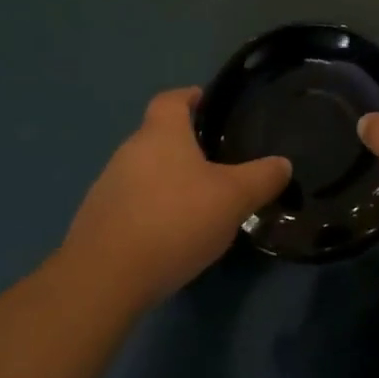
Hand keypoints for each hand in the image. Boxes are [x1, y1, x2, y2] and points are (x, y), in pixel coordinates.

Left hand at [58, 88, 290, 305]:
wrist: (104, 280)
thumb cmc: (175, 220)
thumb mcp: (234, 198)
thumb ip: (262, 178)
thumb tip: (283, 164)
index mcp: (161, 134)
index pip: (171, 99)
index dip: (189, 97)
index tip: (207, 104)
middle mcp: (128, 152)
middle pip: (157, 137)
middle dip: (183, 146)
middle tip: (216, 163)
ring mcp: (106, 188)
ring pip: (143, 172)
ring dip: (166, 182)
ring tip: (196, 204)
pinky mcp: (95, 223)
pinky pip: (130, 205)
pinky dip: (150, 212)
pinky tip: (169, 237)